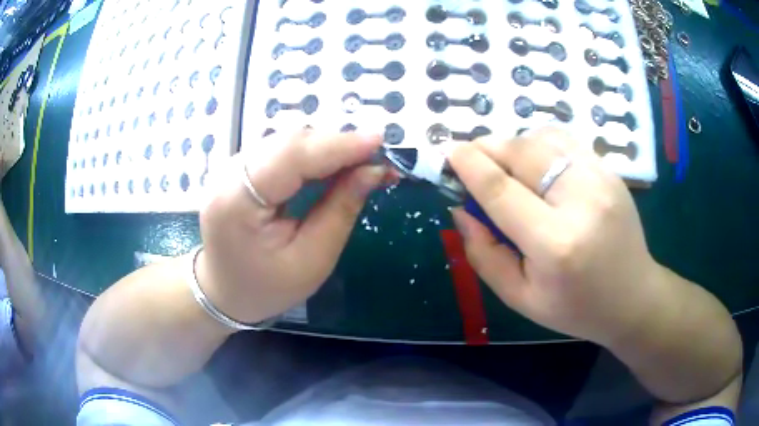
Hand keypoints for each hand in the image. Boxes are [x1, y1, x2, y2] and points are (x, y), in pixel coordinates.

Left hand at [198, 130, 388, 323]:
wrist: (223, 292)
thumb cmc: (266, 287)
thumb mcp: (312, 259)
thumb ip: (341, 209)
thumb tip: (374, 170)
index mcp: (237, 202)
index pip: (292, 157)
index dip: (339, 145)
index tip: (379, 141)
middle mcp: (228, 174)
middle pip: (290, 142)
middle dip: (337, 145)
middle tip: (376, 158)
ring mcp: (230, 168)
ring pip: (286, 142)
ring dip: (326, 148)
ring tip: (360, 162)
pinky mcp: (238, 169)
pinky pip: (280, 151)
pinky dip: (311, 154)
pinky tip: (332, 164)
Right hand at [449, 128, 662, 344]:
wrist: (633, 297)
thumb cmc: (575, 308)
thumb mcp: (520, 297)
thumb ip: (484, 254)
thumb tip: (462, 210)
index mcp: (555, 244)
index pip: (500, 190)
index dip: (469, 165)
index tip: (448, 154)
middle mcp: (581, 201)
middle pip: (522, 152)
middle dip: (487, 148)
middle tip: (472, 160)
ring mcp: (601, 179)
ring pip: (543, 138)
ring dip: (514, 145)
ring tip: (507, 167)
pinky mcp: (610, 170)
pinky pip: (565, 140)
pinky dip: (540, 144)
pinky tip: (538, 166)